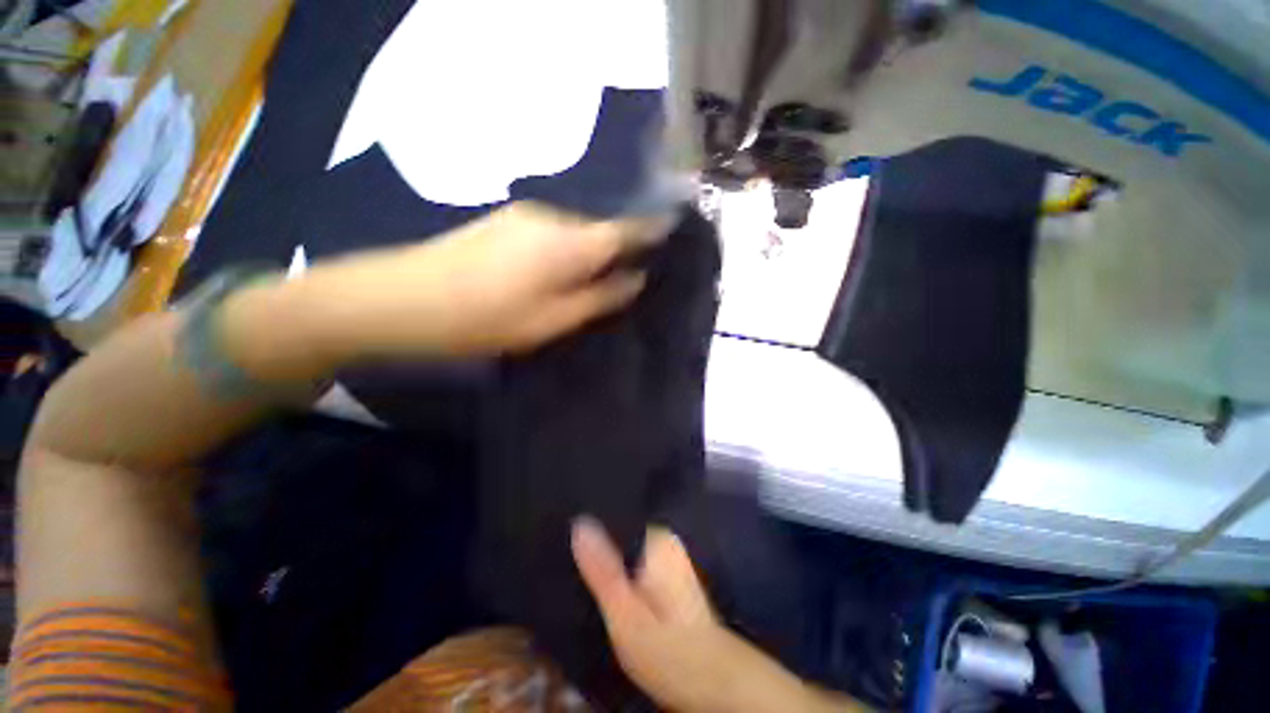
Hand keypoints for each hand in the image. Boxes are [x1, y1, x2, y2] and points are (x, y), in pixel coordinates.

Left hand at [303, 201, 671, 358]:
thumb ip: (600, 297)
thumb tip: (635, 279)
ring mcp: (524, 214)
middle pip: (601, 231)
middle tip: (634, 279)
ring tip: (596, 284)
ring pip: (576, 234)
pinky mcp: (504, 222)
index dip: (653, 232)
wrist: (399, 299)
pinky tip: (558, 277)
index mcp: (569, 241)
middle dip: (622, 251)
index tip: (674, 238)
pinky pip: (553, 236)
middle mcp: (552, 216)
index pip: (627, 228)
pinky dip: (567, 254)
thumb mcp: (553, 320)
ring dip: (591, 255)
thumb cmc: (484, 318)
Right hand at [572, 518, 865, 712]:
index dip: (591, 519)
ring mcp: (669, 558)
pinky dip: (620, 570)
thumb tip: (579, 522)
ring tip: (577, 559)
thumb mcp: (626, 613)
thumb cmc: (669, 649)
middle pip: (622, 531)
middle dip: (597, 540)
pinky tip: (603, 580)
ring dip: (607, 556)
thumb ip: (603, 569)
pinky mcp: (668, 577)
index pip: (618, 514)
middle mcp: (665, 541)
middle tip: (563, 546)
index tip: (562, 521)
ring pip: (627, 548)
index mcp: (657, 539)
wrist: (712, 682)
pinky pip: (635, 562)